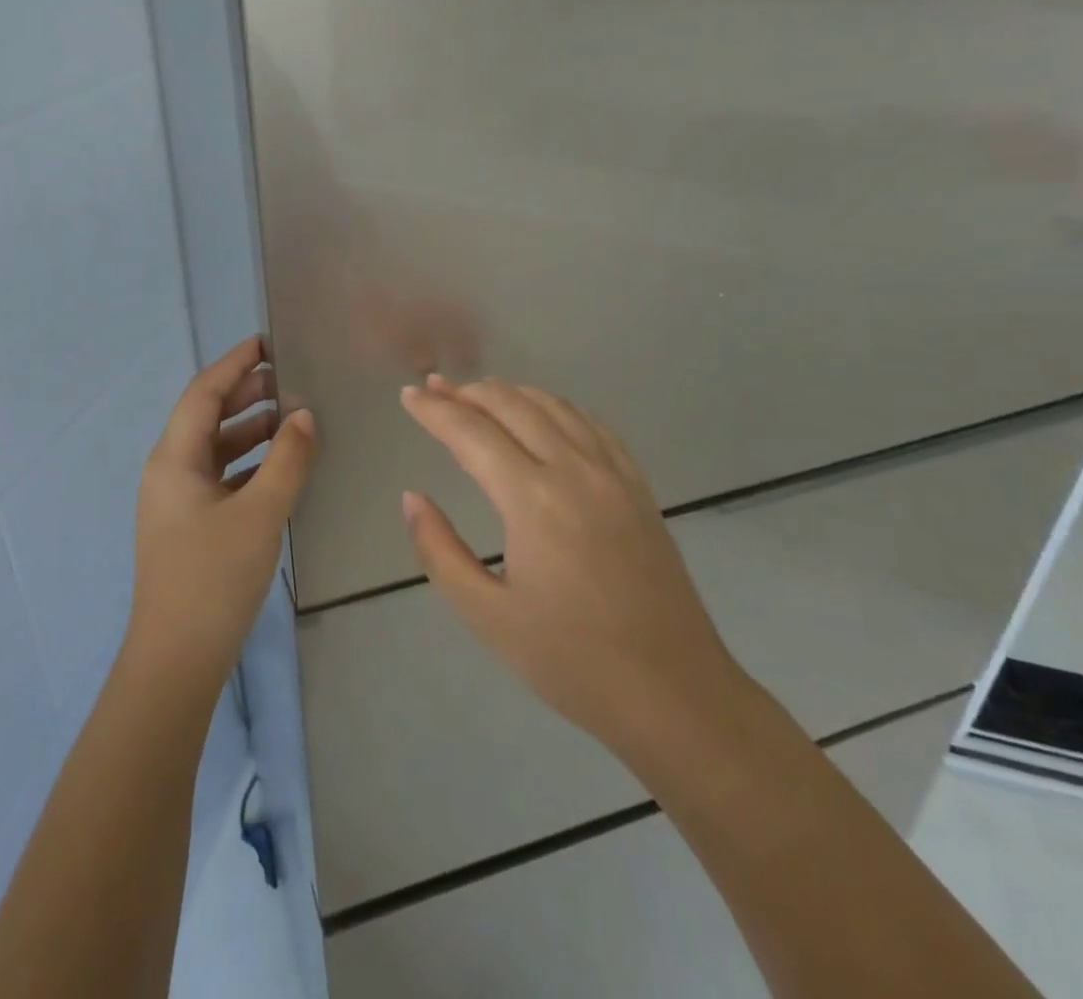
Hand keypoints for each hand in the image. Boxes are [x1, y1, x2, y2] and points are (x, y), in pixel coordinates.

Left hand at [125, 337, 316, 692]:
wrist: (177, 659)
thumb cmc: (213, 577)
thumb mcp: (260, 513)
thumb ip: (287, 460)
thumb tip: (304, 416)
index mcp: (174, 458)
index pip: (203, 393)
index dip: (234, 364)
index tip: (267, 342)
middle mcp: (170, 471)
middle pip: (208, 417)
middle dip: (246, 394)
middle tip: (290, 379)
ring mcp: (178, 500)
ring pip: (216, 449)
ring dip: (251, 430)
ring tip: (293, 418)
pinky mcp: (190, 525)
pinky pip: (222, 477)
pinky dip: (250, 463)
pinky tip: (281, 466)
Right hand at [399, 374, 744, 752]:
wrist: (675, 694)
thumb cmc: (571, 660)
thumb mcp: (487, 615)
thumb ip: (439, 550)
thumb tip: (412, 498)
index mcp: (532, 499)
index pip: (470, 432)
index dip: (434, 410)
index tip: (407, 396)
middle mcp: (574, 470)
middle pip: (512, 405)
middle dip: (467, 391)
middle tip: (435, 388)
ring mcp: (613, 474)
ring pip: (554, 406)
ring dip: (510, 393)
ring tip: (479, 395)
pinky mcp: (638, 487)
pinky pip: (592, 425)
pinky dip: (557, 407)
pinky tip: (544, 415)